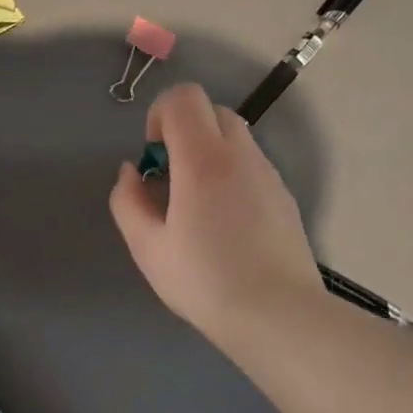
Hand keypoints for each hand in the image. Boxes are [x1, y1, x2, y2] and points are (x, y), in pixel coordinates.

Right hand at [108, 83, 325, 344]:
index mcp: (203, 159)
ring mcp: (269, 174)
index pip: (184, 98)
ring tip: (197, 205)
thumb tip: (132, 171)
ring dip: (209, 152)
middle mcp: (241, 155)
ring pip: (236, 137)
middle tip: (171, 178)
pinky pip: (253, 165)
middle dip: (185, 130)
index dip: (160, 114)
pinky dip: (232, 173)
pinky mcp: (285, 196)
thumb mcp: (147, 247)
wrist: (277, 315)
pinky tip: (226, 223)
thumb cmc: (205, 281)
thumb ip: (128, 200)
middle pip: (212, 110)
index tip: (153, 155)